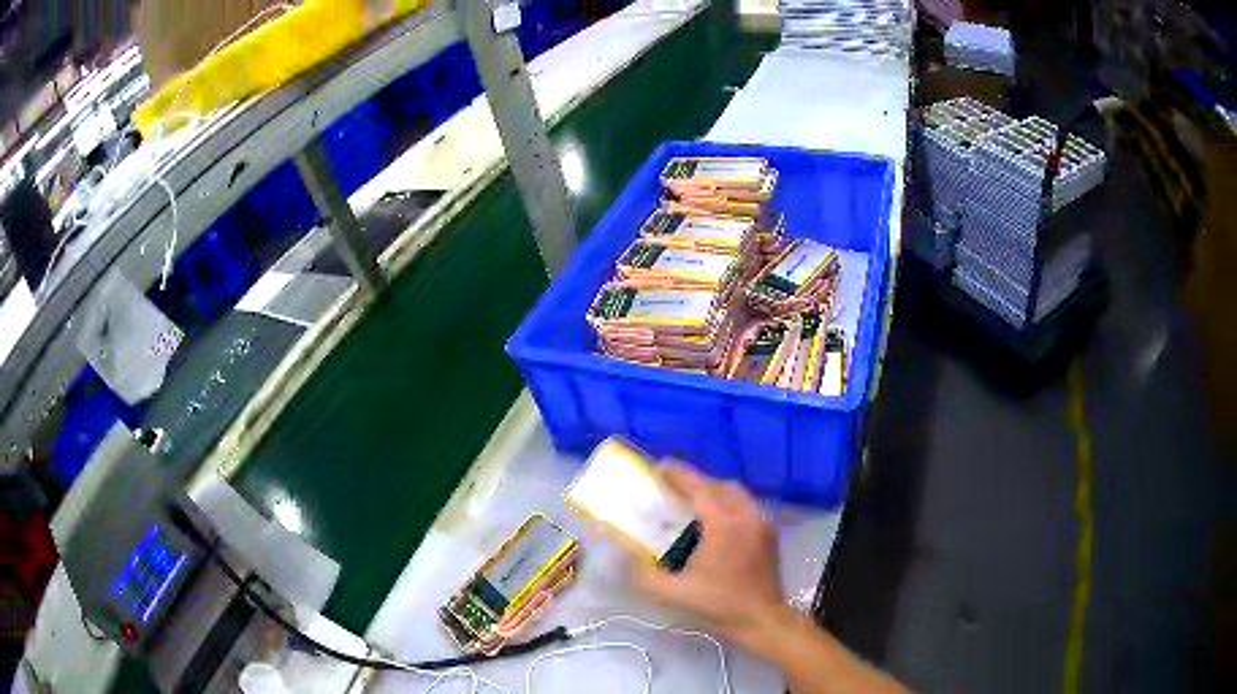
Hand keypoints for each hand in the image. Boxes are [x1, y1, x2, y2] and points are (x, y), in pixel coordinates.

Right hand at [630, 464, 789, 652]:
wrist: (762, 620)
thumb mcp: (673, 593)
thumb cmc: (719, 605)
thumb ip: (644, 573)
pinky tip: (712, 526)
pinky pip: (745, 506)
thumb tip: (629, 553)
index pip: (699, 486)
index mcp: (723, 524)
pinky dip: (726, 505)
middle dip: (694, 483)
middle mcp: (746, 515)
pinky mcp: (768, 532)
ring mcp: (761, 522)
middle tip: (671, 493)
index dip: (677, 474)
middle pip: (718, 484)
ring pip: (735, 493)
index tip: (657, 468)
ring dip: (712, 493)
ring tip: (690, 508)